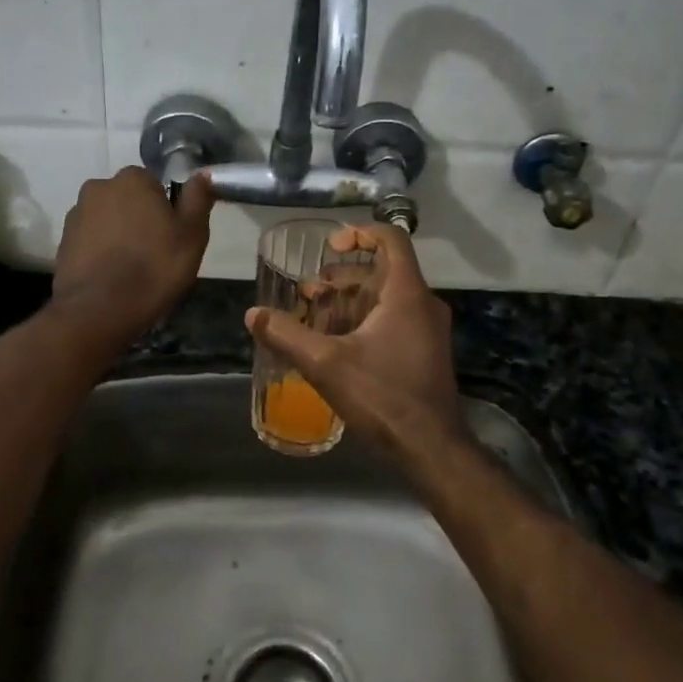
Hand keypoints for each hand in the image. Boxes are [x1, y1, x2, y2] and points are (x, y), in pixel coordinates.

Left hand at [50, 167, 212, 349]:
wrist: (99, 311)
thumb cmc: (154, 268)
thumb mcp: (192, 235)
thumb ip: (197, 198)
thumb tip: (202, 173)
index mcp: (133, 179)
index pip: (155, 184)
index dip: (167, 210)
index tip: (172, 236)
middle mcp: (99, 187)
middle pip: (129, 199)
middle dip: (140, 219)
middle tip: (155, 253)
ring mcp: (76, 214)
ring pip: (108, 219)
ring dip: (119, 235)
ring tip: (130, 269)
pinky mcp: (63, 242)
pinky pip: (90, 240)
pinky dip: (101, 251)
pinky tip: (111, 276)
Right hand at [245, 224, 467, 457]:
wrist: (430, 448)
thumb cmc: (382, 396)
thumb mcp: (325, 364)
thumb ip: (286, 335)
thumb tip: (252, 314)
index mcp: (407, 294)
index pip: (391, 239)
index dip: (359, 233)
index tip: (329, 247)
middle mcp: (423, 304)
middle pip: (382, 271)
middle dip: (342, 277)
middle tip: (309, 293)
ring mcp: (427, 330)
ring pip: (386, 298)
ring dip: (349, 301)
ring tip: (314, 317)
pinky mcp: (424, 352)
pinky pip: (393, 320)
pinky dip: (363, 321)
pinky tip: (334, 344)